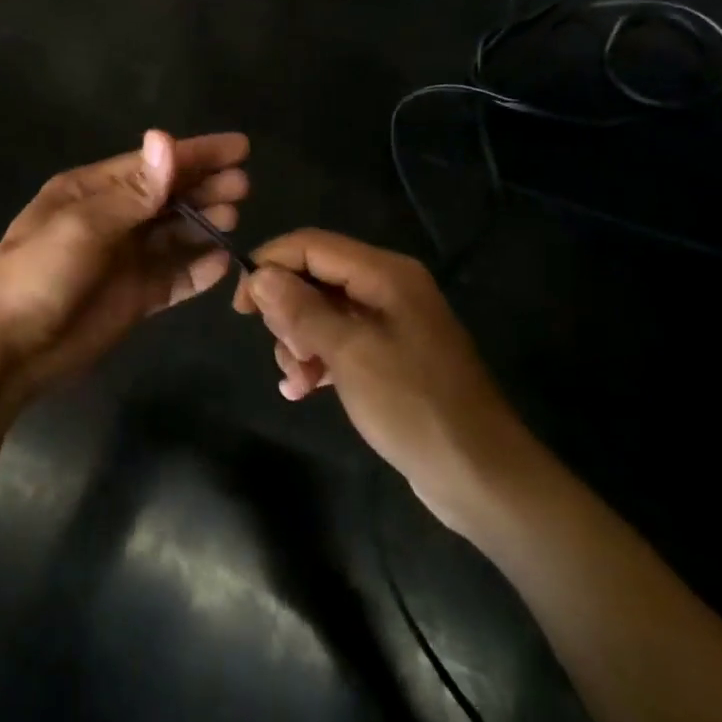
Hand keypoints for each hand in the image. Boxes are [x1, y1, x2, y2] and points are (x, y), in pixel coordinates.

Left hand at [0, 130, 249, 421]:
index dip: (196, 154)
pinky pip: (175, 276)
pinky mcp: (135, 296)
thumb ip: (132, 191)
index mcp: (91, 192)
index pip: (152, 165)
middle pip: (168, 197)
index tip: (239, 148)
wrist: (8, 351)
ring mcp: (124, 259)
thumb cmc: (37, 276)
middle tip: (244, 185)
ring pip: (175, 234)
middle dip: (205, 187)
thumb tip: (166, 138)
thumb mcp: (81, 227)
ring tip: (235, 217)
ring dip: (204, 223)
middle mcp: (111, 219)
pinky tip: (223, 263)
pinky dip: (199, 269)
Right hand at [233, 229, 533, 531]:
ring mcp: (390, 322)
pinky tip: (302, 389)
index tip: (241, 305)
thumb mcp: (349, 354)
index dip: (269, 265)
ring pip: (321, 310)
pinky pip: (339, 340)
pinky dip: (317, 358)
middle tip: (285, 348)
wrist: (481, 476)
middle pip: (314, 276)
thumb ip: (301, 309)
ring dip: (298, 340)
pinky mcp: (389, 354)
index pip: (310, 245)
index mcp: (384, 273)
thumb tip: (260, 275)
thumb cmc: (413, 406)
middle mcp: (387, 287)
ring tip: (296, 377)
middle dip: (287, 310)